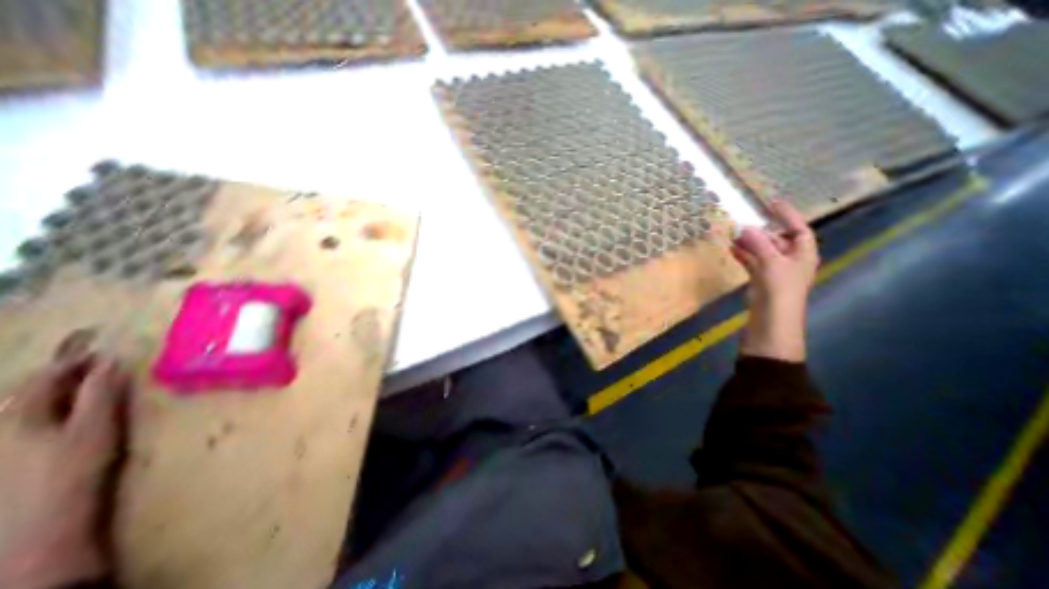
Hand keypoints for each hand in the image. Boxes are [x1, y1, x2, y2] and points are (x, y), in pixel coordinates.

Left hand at [0, 354, 128, 588]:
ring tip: (87, 375)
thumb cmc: (69, 471)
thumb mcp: (91, 429)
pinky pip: (37, 418)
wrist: (38, 525)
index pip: (45, 375)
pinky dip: (59, 404)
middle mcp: (5, 424)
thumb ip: (99, 394)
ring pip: (33, 404)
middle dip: (65, 369)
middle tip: (96, 354)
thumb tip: (110, 361)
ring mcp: (9, 441)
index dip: (73, 356)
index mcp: (18, 415)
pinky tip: (75, 405)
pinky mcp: (20, 453)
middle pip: (33, 388)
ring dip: (62, 386)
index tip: (98, 340)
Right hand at [731, 201, 818, 359]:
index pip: (799, 229)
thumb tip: (745, 227)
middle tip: (744, 220)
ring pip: (762, 251)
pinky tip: (731, 249)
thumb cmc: (779, 290)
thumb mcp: (771, 263)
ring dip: (749, 243)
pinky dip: (743, 255)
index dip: (788, 215)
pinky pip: (752, 262)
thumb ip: (758, 244)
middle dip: (762, 230)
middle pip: (778, 240)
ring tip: (733, 233)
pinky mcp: (761, 281)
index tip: (772, 203)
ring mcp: (775, 272)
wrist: (771, 321)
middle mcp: (791, 261)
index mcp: (803, 255)